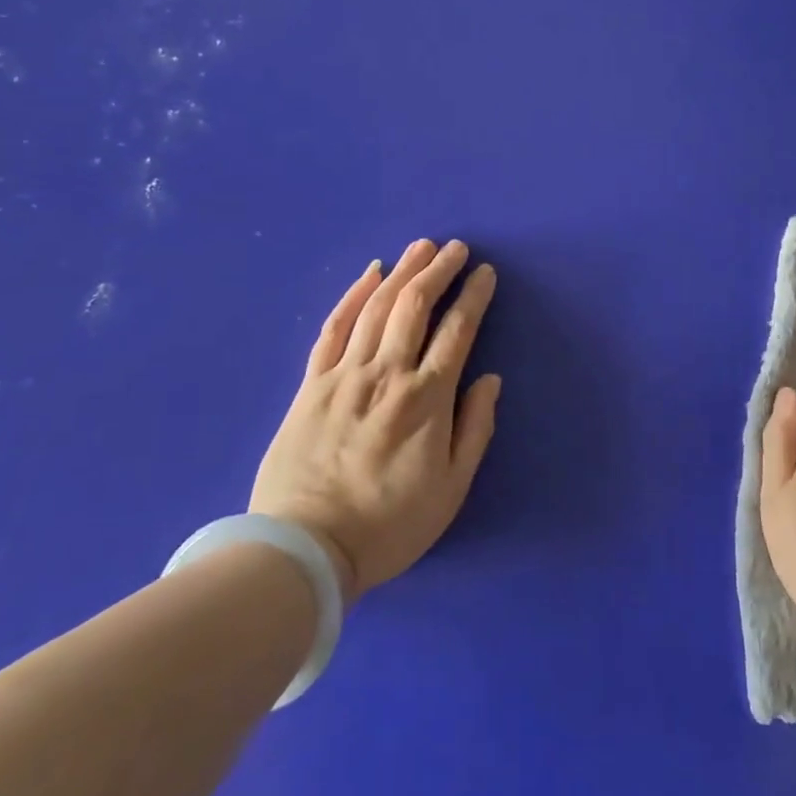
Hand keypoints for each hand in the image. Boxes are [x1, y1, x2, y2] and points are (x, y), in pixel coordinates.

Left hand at [249, 239, 500, 600]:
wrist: (305, 548)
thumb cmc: (389, 524)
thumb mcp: (451, 489)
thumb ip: (474, 429)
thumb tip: (490, 380)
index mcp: (427, 399)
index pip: (457, 331)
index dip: (474, 296)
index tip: (485, 274)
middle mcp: (387, 374)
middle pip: (415, 306)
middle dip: (438, 270)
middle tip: (456, 248)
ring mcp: (345, 375)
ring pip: (377, 308)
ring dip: (402, 271)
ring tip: (420, 247)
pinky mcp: (312, 384)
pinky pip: (335, 328)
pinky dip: (353, 296)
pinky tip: (369, 274)